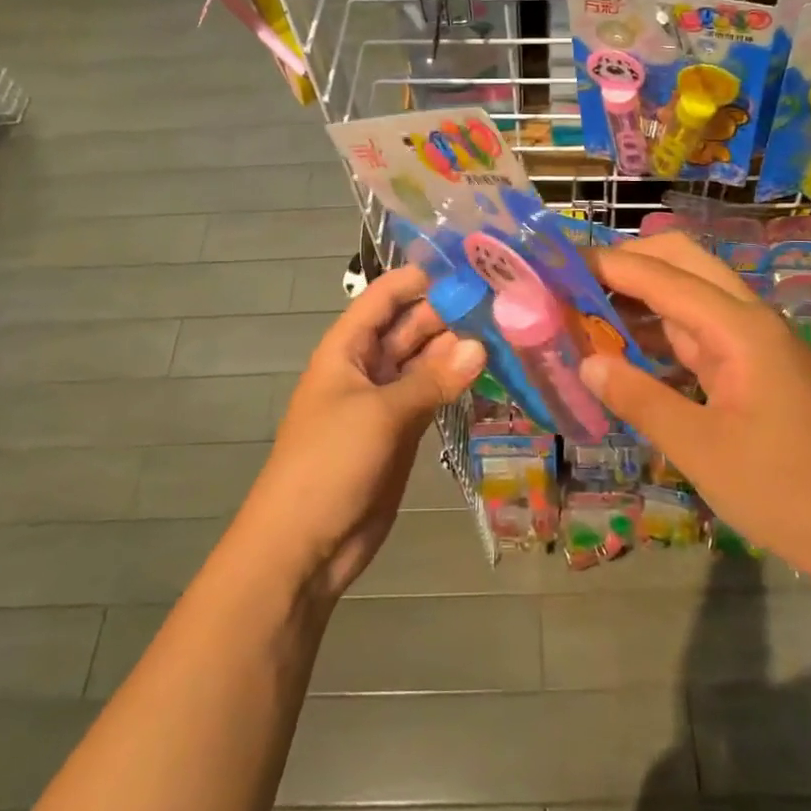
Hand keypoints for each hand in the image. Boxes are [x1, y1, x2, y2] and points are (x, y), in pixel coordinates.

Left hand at [235, 265, 484, 601]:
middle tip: (504, 299)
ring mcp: (385, 401)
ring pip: (425, 363)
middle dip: (448, 313)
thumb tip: (480, 346)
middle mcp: (366, 367)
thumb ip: (432, 380)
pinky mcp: (402, 432)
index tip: (467, 266)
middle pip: (409, 328)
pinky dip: (455, 384)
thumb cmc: (329, 463)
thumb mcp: (380, 414)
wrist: (304, 545)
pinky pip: (432, 396)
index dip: (418, 279)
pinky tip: (490, 370)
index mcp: (346, 349)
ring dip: (457, 349)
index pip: (383, 299)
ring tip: (506, 329)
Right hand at [581, 233, 810, 599]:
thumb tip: (588, 364)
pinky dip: (658, 326)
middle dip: (628, 261)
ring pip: (689, 292)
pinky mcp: (752, 364)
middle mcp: (747, 319)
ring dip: (640, 292)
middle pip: (683, 262)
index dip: (608, 265)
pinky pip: (697, 328)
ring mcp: (752, 340)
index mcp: (738, 328)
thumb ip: (640, 398)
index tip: (558, 262)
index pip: (662, 276)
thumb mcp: (700, 449)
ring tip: (584, 306)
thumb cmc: (782, 490)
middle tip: (574, 281)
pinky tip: (623, 343)